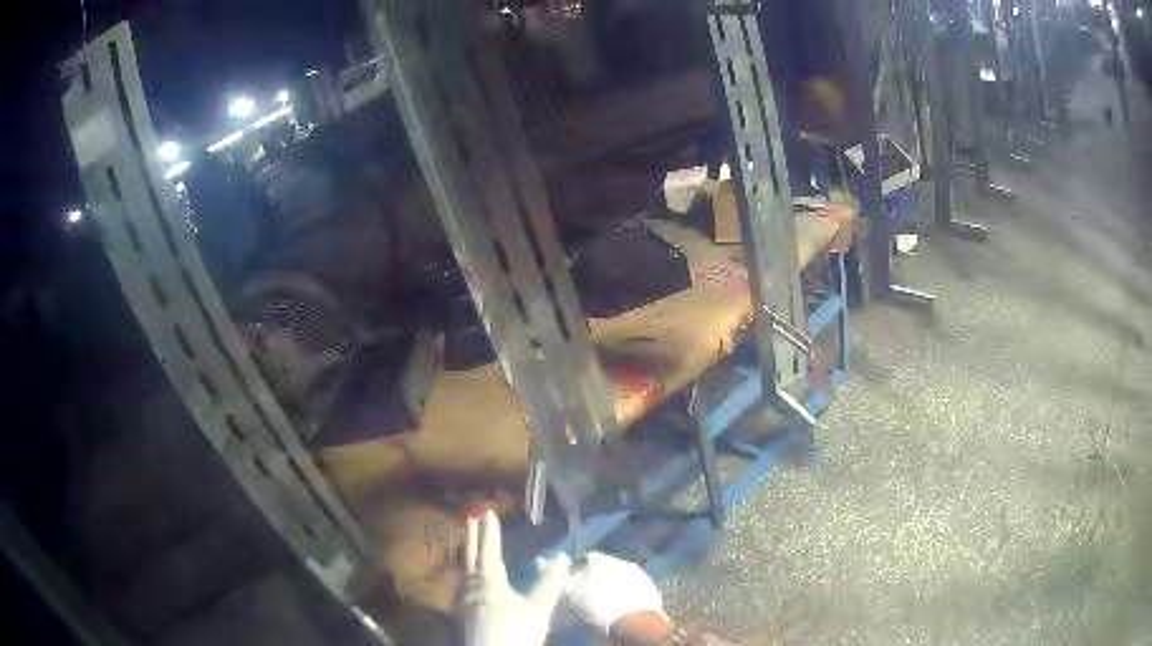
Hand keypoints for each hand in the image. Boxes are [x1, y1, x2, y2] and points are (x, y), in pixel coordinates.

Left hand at [462, 511, 570, 645]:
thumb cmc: (515, 631)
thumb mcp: (538, 608)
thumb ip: (549, 583)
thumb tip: (561, 556)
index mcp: (490, 580)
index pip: (489, 549)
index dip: (490, 531)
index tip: (488, 512)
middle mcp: (472, 585)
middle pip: (470, 556)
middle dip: (472, 537)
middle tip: (470, 518)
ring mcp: (463, 600)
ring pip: (463, 569)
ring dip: (467, 552)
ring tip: (468, 543)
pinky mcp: (462, 613)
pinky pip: (462, 582)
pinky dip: (466, 571)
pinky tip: (469, 579)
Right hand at [564, 552, 663, 634]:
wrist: (632, 622)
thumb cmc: (596, 607)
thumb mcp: (569, 595)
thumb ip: (562, 578)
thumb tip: (551, 566)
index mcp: (599, 559)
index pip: (586, 559)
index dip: (579, 571)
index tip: (575, 584)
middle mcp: (621, 561)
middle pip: (606, 567)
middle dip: (599, 578)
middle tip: (591, 594)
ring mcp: (639, 574)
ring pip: (621, 577)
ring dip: (615, 586)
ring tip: (608, 602)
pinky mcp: (651, 588)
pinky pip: (634, 588)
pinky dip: (628, 594)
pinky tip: (622, 607)